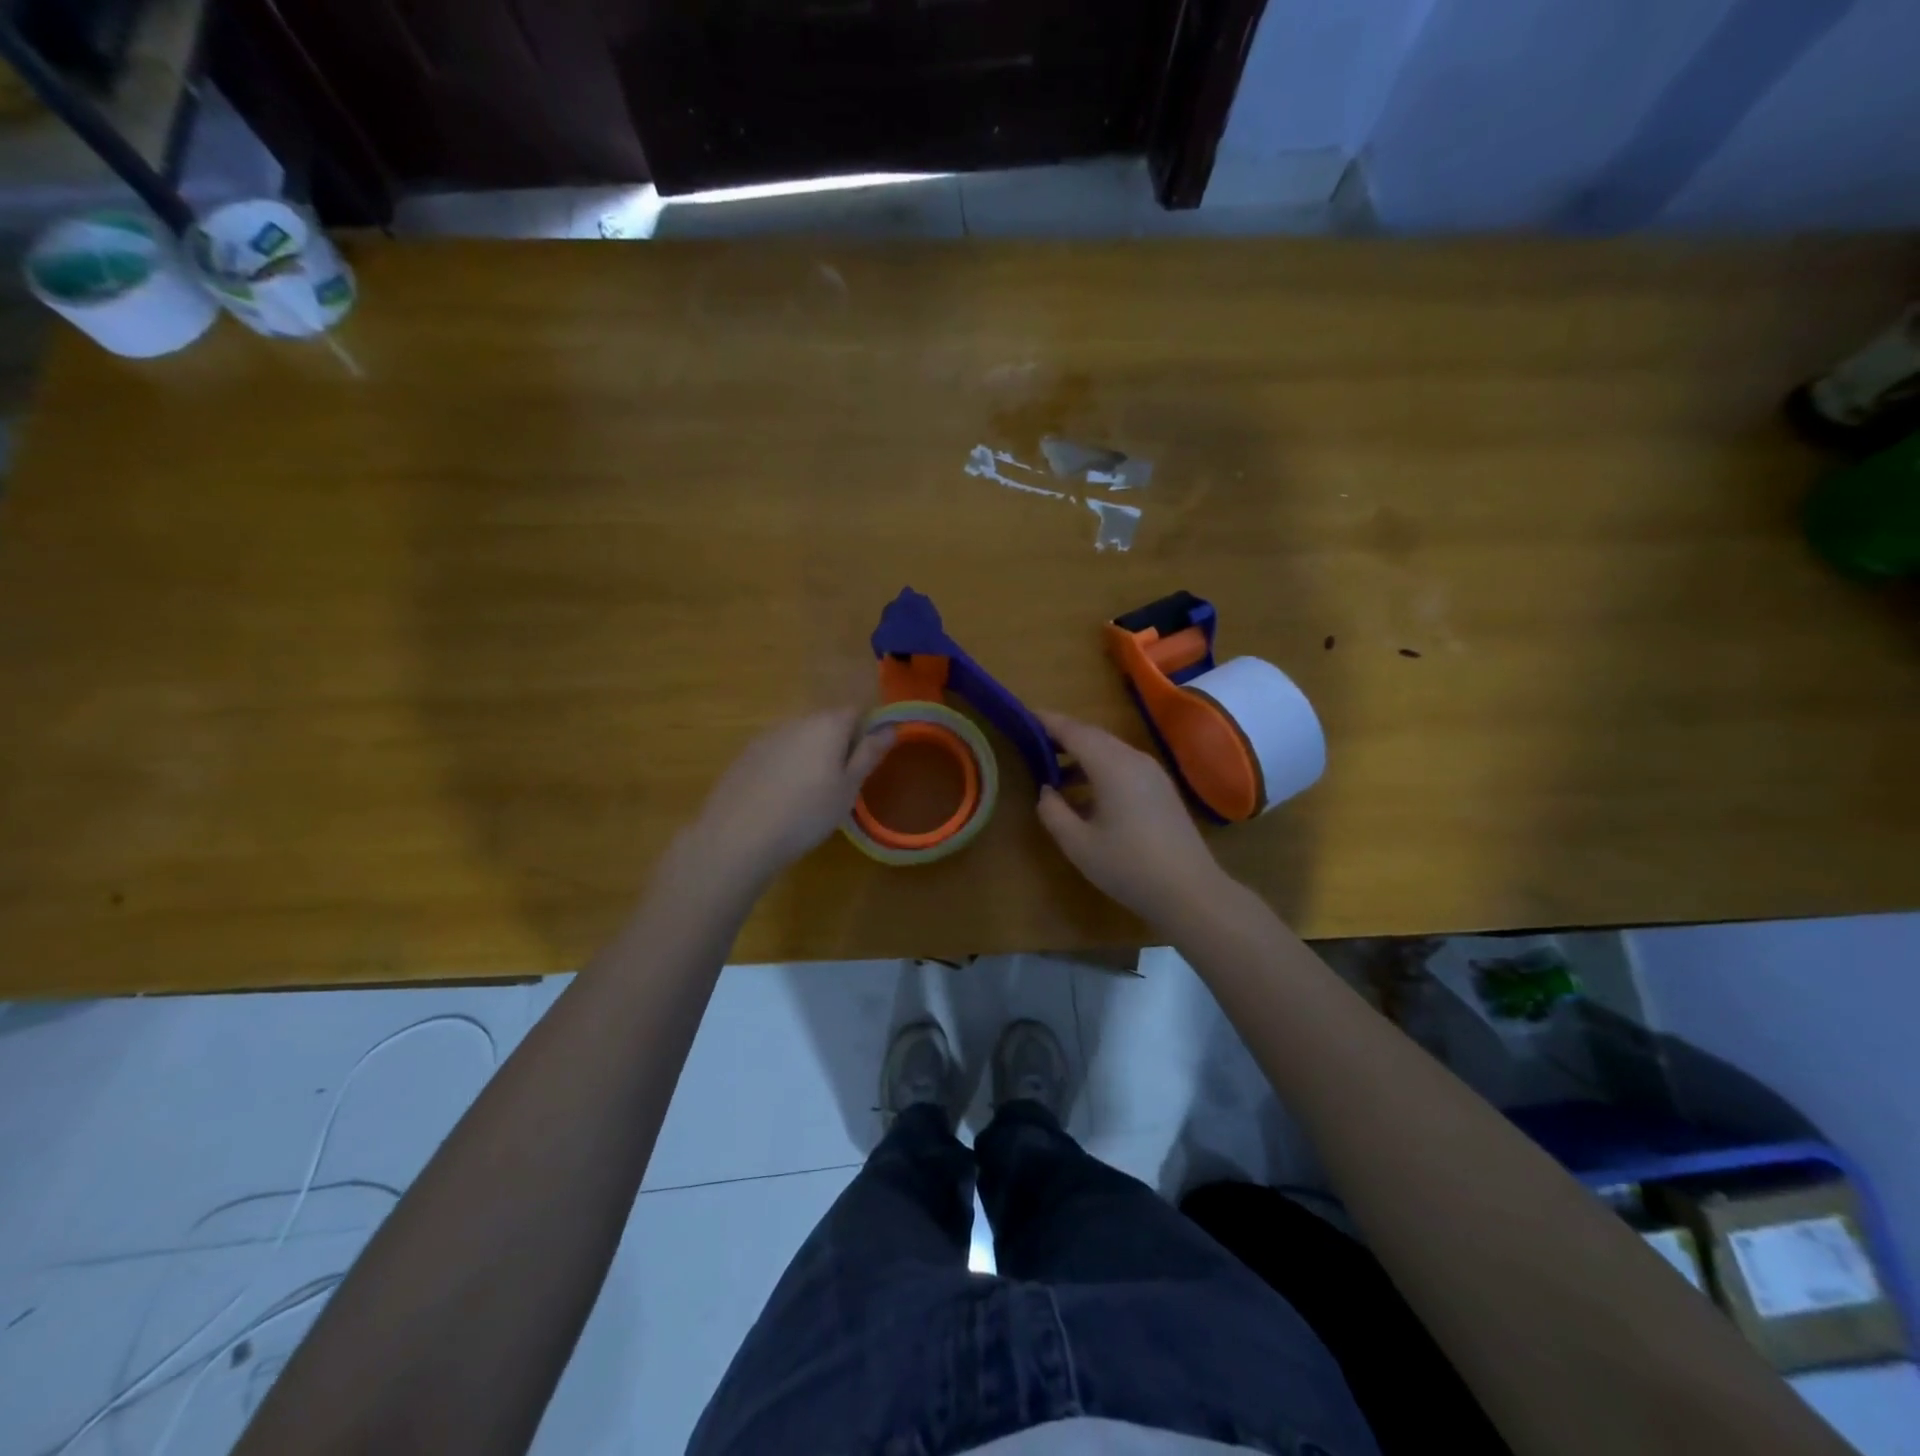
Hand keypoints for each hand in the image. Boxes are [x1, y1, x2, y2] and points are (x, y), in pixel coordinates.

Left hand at [681, 708, 893, 889]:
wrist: (738, 836)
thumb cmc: (807, 813)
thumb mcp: (848, 788)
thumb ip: (868, 754)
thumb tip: (891, 729)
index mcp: (827, 725)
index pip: (856, 711)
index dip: (867, 731)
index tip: (868, 760)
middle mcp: (796, 721)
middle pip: (826, 723)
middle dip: (838, 744)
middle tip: (843, 782)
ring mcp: (767, 737)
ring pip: (800, 738)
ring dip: (811, 755)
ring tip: (811, 793)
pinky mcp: (745, 756)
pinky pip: (777, 753)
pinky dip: (786, 767)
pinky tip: (782, 798)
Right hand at [1035, 710, 1231, 930]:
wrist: (1190, 892)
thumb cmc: (1129, 866)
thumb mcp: (1078, 844)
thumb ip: (1053, 812)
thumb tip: (1046, 791)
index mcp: (1112, 766)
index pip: (1074, 731)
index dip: (1047, 722)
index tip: (1023, 716)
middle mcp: (1134, 759)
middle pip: (1093, 736)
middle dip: (1063, 736)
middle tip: (1033, 741)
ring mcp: (1152, 773)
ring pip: (1110, 750)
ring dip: (1081, 754)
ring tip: (1053, 771)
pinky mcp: (1161, 789)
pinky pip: (1124, 765)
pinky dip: (1099, 768)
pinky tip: (1086, 794)